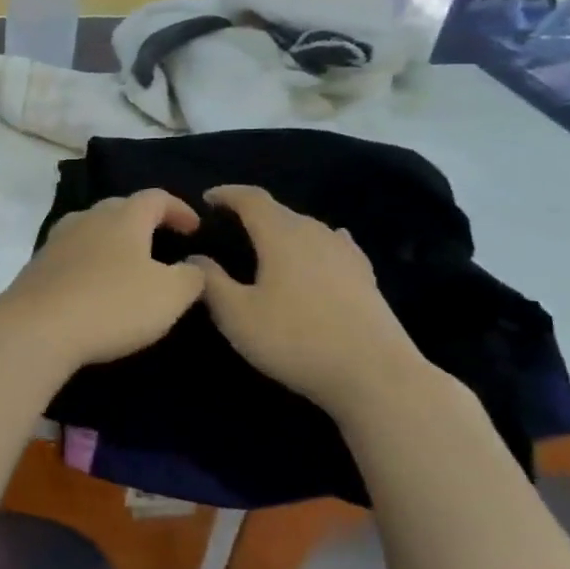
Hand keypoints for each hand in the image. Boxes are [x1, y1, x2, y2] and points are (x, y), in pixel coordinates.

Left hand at [0, 190, 205, 370]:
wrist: (37, 328)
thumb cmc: (112, 305)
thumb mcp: (170, 296)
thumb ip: (191, 277)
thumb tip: (193, 266)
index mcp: (123, 217)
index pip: (156, 198)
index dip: (179, 209)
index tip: (195, 229)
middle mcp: (87, 219)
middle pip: (119, 208)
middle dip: (143, 221)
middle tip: (161, 242)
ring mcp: (57, 240)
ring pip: (91, 228)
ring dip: (112, 240)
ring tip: (127, 263)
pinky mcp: (37, 266)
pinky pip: (71, 254)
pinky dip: (89, 261)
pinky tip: (93, 284)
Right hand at [190, 185, 428, 414]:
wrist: (374, 374)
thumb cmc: (295, 340)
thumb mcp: (237, 315)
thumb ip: (210, 282)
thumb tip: (195, 257)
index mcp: (281, 235)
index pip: (251, 199)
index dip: (227, 194)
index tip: (207, 198)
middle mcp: (315, 233)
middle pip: (280, 211)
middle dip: (252, 212)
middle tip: (229, 226)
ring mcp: (345, 253)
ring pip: (306, 228)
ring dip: (282, 229)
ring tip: (265, 244)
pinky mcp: (365, 276)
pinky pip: (333, 245)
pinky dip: (314, 244)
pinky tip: (320, 251)